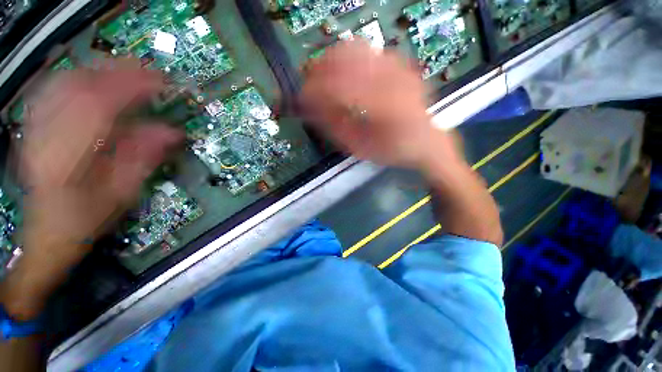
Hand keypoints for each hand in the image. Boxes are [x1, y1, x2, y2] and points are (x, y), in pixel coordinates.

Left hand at [1, 65, 180, 318]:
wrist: (47, 234)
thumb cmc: (86, 220)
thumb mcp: (122, 194)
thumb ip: (145, 159)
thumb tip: (173, 133)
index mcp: (69, 157)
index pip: (102, 105)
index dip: (133, 87)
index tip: (160, 82)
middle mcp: (46, 136)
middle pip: (80, 87)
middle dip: (117, 73)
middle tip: (148, 71)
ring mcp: (35, 130)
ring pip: (65, 83)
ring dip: (98, 71)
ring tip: (126, 71)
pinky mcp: (33, 128)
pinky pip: (51, 91)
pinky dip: (75, 78)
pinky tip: (92, 78)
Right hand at [300, 40, 459, 169]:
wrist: (425, 141)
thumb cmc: (392, 150)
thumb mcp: (361, 148)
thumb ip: (335, 128)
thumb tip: (310, 109)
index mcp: (383, 107)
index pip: (338, 87)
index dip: (314, 90)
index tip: (301, 98)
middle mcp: (392, 80)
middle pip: (346, 58)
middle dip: (320, 69)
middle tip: (308, 84)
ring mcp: (398, 68)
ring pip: (356, 47)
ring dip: (332, 59)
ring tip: (322, 75)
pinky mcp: (401, 65)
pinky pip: (369, 51)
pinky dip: (350, 57)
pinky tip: (344, 71)